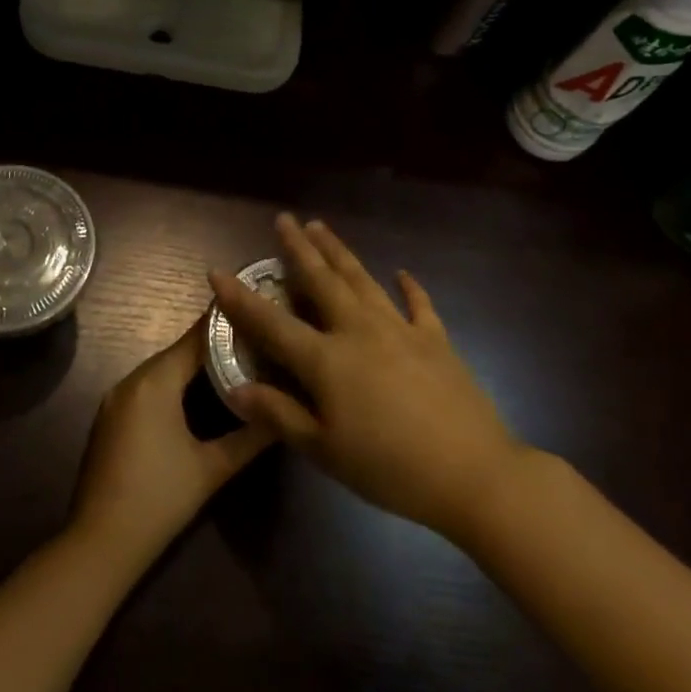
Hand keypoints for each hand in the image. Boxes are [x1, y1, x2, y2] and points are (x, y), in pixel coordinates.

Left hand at [70, 319, 274, 564]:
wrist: (100, 544)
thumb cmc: (159, 500)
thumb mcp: (212, 468)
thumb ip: (251, 435)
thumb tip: (284, 413)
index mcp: (154, 382)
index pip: (196, 338)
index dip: (228, 324)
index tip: (258, 313)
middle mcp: (131, 380)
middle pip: (179, 351)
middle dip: (215, 345)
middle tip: (255, 341)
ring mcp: (116, 399)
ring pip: (162, 369)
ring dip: (194, 365)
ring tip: (236, 362)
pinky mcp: (110, 418)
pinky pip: (148, 387)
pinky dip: (174, 383)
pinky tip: (199, 394)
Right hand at [209, 214, 525, 540]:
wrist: (472, 472)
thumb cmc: (389, 467)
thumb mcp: (324, 450)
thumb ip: (279, 415)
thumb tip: (236, 389)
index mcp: (327, 359)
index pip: (272, 323)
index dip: (241, 298)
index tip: (218, 271)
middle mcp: (359, 331)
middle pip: (322, 280)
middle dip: (299, 248)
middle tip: (285, 219)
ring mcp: (400, 330)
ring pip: (362, 280)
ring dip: (339, 252)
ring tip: (322, 227)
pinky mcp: (435, 339)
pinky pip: (417, 304)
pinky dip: (409, 285)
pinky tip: (401, 272)